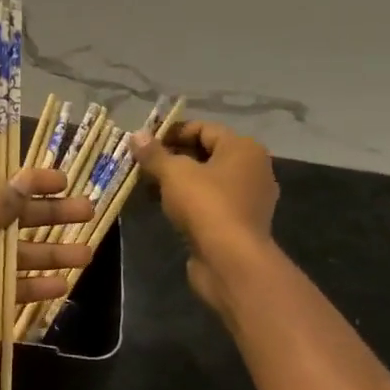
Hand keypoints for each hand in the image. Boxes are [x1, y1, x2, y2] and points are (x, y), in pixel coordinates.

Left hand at [0, 167, 96, 368]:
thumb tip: (27, 178)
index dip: (29, 179)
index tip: (64, 180)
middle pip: (7, 216)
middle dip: (46, 216)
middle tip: (88, 214)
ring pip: (8, 254)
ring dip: (44, 254)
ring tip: (85, 255)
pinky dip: (26, 286)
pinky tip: (58, 287)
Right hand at [130, 120, 278, 323]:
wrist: (231, 261)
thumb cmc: (205, 205)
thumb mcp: (173, 173)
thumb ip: (154, 153)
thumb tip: (137, 135)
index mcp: (243, 148)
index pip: (203, 128)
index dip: (171, 132)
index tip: (144, 144)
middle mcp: (252, 169)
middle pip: (205, 154)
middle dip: (172, 158)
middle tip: (142, 165)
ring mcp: (248, 198)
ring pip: (206, 180)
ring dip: (177, 181)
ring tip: (147, 186)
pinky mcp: (239, 223)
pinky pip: (210, 202)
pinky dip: (188, 201)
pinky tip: (163, 207)